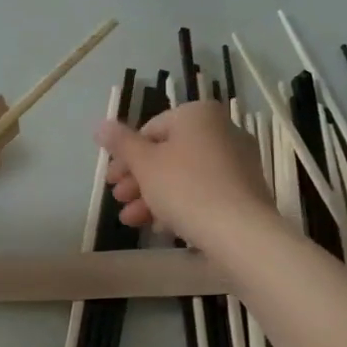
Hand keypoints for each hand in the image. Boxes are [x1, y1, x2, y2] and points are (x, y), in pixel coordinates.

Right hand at [98, 100, 272, 247]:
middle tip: (119, 200)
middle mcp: (222, 131)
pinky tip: (160, 228)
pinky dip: (180, 205)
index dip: (125, 156)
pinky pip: (204, 192)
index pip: (150, 129)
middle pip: (167, 154)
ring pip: (183, 176)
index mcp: (198, 115)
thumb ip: (120, 143)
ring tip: (131, 221)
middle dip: (138, 180)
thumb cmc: (185, 187)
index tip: (111, 181)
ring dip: (153, 197)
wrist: (240, 232)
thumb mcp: (144, 164)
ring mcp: (237, 161)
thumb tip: (101, 125)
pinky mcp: (244, 191)